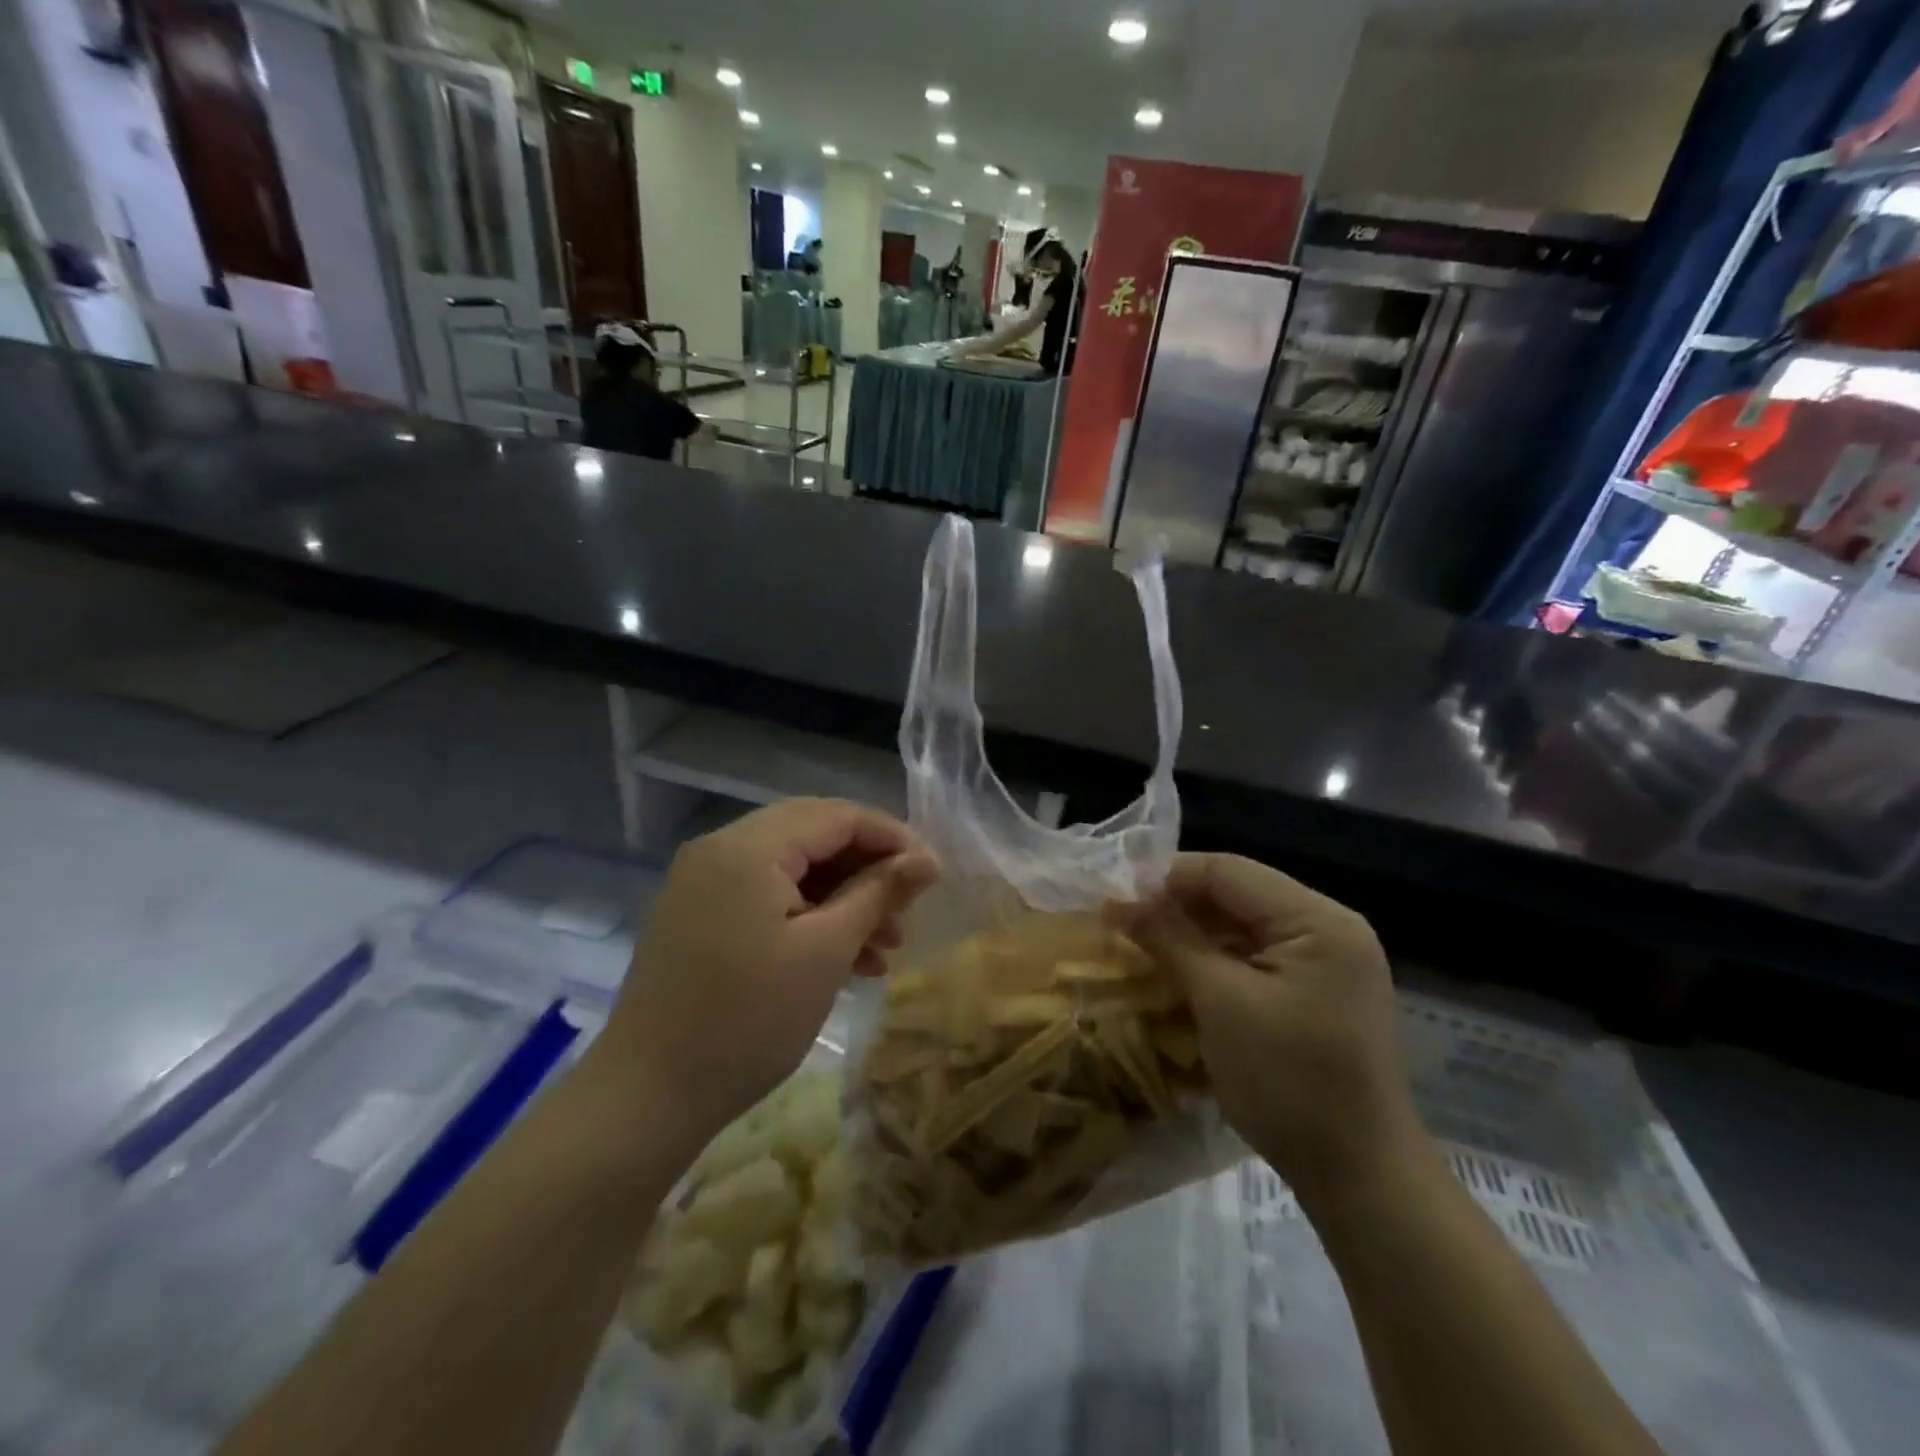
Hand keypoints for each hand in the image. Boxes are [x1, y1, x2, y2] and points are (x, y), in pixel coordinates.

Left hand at [600, 799, 937, 1143]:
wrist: (646, 1097)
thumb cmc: (748, 1020)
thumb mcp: (826, 951)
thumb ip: (878, 892)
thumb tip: (927, 860)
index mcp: (748, 846)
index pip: (837, 815)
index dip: (892, 839)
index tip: (933, 876)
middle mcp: (721, 849)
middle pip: (814, 836)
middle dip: (867, 870)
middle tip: (908, 911)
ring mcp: (704, 883)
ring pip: (792, 869)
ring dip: (842, 898)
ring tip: (885, 946)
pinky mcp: (698, 916)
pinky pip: (766, 897)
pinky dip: (808, 917)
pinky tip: (845, 959)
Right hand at [1137, 854, 1423, 1210]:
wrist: (1359, 1178)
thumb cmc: (1289, 1083)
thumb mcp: (1221, 1003)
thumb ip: (1171, 940)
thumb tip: (1119, 902)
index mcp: (1318, 920)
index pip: (1229, 871)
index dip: (1167, 875)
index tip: (1114, 892)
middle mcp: (1329, 928)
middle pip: (1238, 893)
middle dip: (1177, 903)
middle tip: (1120, 917)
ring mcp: (1327, 961)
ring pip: (1243, 924)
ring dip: (1192, 930)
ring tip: (1139, 939)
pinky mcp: (1317, 991)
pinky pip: (1256, 955)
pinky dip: (1215, 957)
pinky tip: (1177, 968)